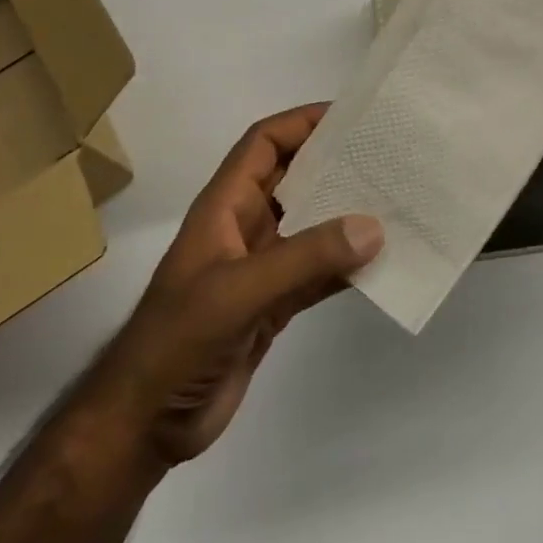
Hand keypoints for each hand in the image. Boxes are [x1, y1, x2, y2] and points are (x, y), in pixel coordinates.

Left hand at [91, 105, 382, 466]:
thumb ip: (306, 258)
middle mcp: (245, 226)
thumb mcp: (239, 291)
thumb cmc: (179, 341)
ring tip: (396, 201)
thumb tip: (374, 226)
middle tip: (387, 155)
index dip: (302, 122)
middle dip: (335, 163)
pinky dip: (347, 265)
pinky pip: (318, 271)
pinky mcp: (274, 304)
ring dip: (347, 214)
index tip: (351, 117)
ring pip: (311, 225)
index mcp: (225, 206)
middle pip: (294, 177)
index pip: (264, 143)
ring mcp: (260, 267)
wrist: (146, 424)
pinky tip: (382, 263)